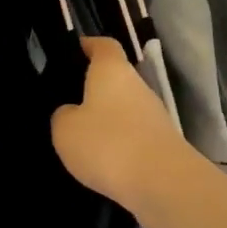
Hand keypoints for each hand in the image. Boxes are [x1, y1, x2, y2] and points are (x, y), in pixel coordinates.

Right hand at [52, 36, 194, 210]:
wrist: (162, 183)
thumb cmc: (107, 143)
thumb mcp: (65, 129)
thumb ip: (64, 115)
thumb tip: (72, 113)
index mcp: (112, 70)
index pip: (103, 45)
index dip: (89, 45)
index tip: (75, 50)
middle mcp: (137, 86)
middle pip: (116, 78)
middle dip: (95, 87)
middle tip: (69, 100)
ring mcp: (154, 115)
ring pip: (125, 108)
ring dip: (108, 118)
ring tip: (82, 137)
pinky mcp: (162, 143)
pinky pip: (134, 135)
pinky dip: (120, 143)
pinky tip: (104, 162)